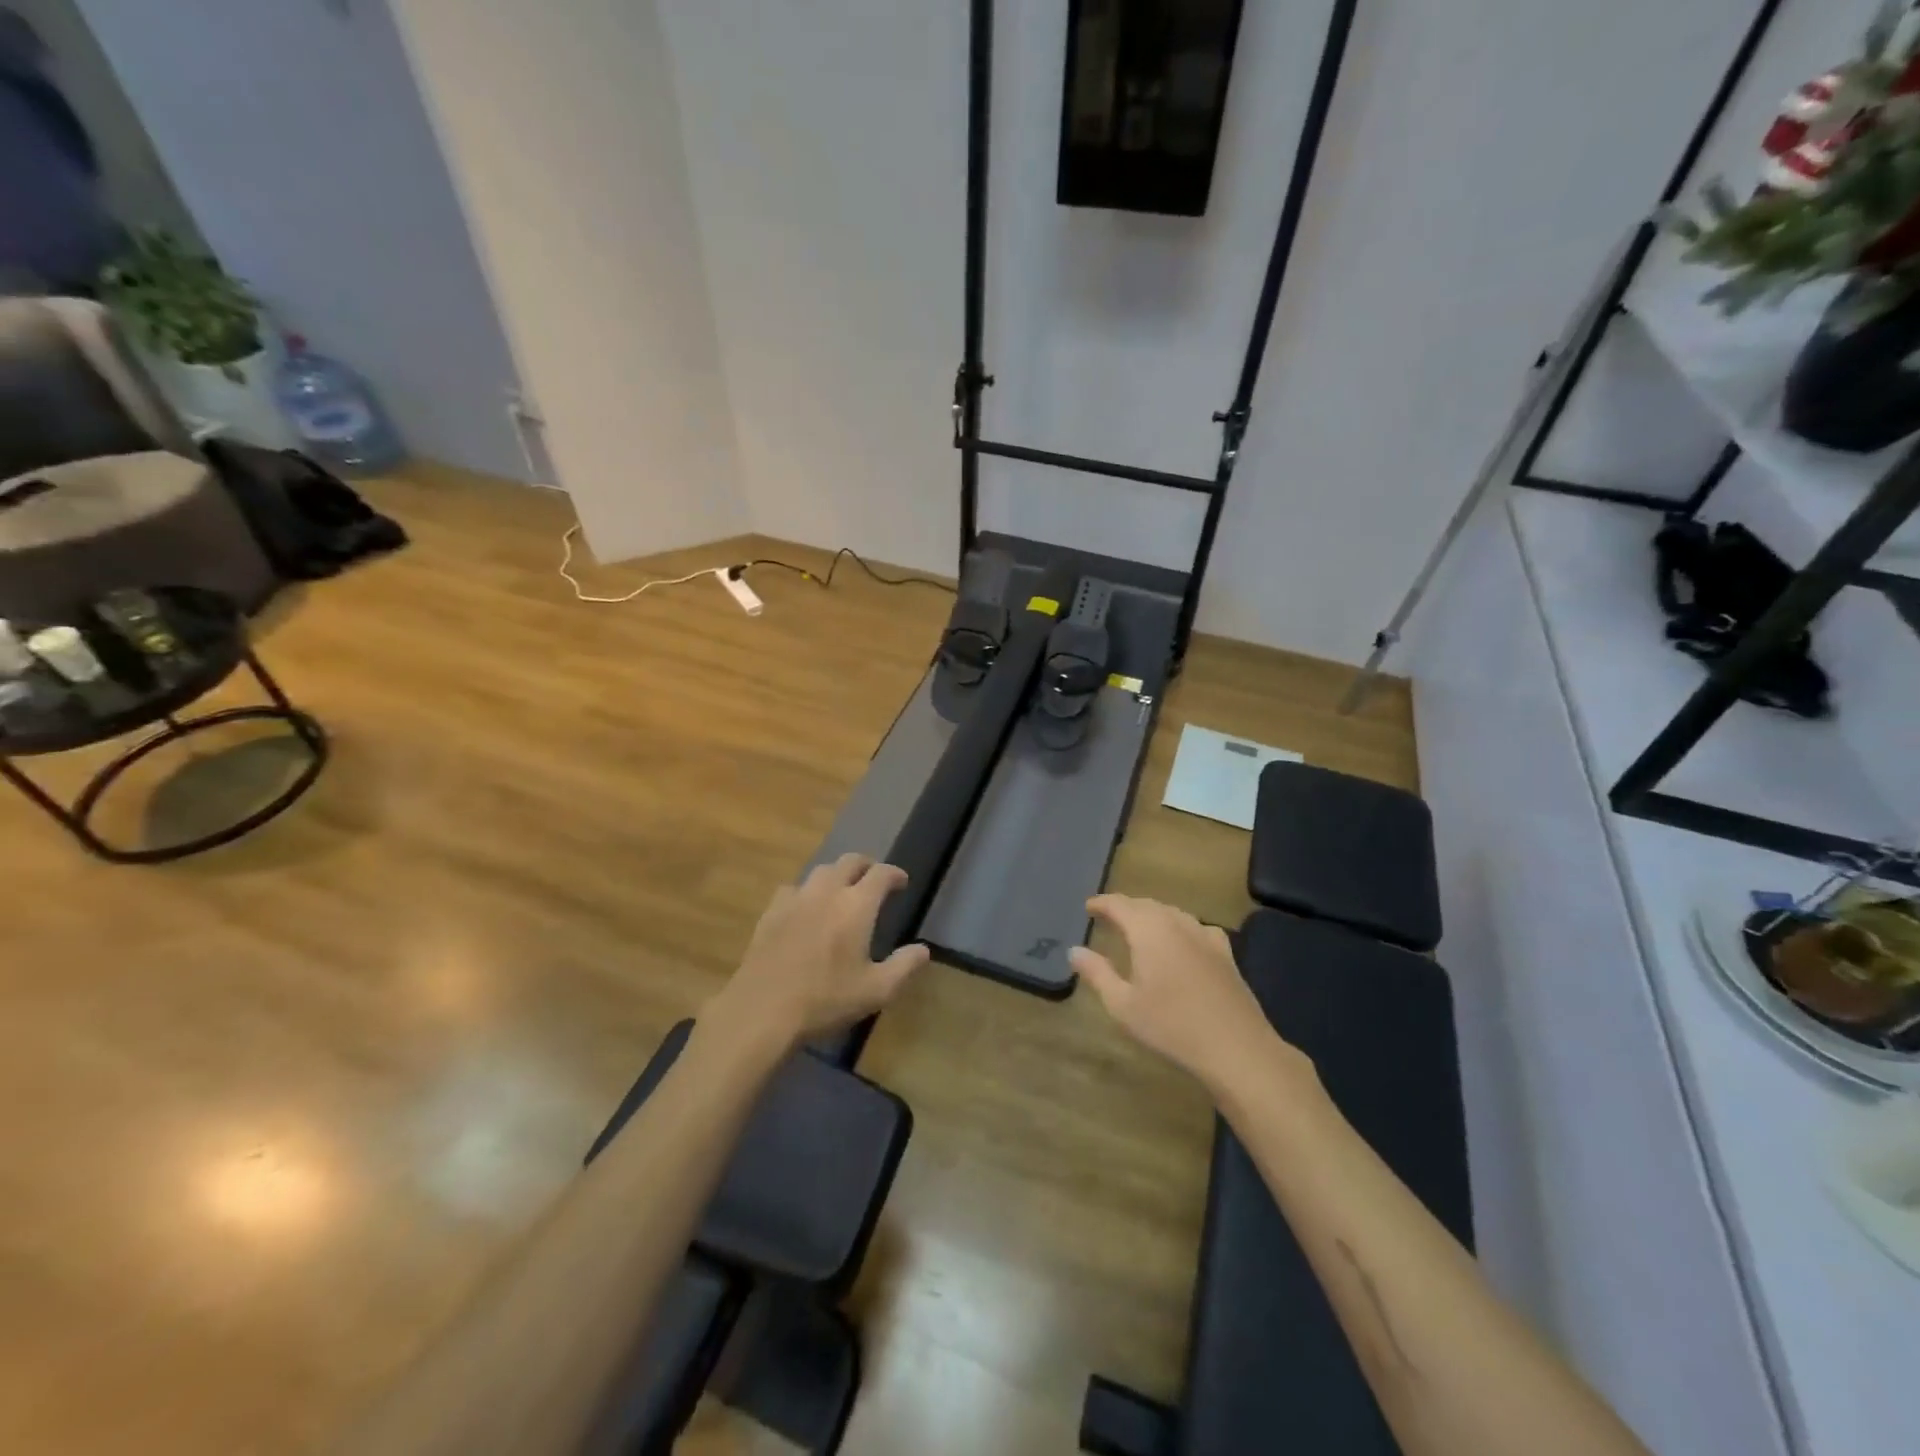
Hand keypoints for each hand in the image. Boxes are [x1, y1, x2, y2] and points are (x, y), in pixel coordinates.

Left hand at [709, 853, 929, 1049]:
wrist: (762, 1009)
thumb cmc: (825, 999)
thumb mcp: (877, 991)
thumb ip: (904, 966)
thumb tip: (923, 949)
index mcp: (857, 905)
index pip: (881, 874)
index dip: (895, 874)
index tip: (902, 882)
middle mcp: (827, 891)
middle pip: (849, 861)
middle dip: (866, 865)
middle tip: (874, 880)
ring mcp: (796, 898)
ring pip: (821, 870)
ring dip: (837, 874)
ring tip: (842, 890)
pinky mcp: (771, 911)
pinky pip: (793, 888)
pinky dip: (806, 891)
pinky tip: (805, 908)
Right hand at [1069, 894, 1310, 1097]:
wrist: (1235, 1047)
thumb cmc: (1171, 1026)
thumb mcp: (1123, 1005)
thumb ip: (1097, 973)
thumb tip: (1075, 950)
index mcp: (1148, 930)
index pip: (1120, 905)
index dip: (1102, 903)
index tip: (1088, 907)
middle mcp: (1176, 924)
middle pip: (1146, 905)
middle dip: (1125, 907)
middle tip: (1108, 916)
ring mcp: (1204, 936)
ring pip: (1172, 913)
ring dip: (1151, 915)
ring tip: (1138, 927)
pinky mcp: (1224, 953)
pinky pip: (1195, 927)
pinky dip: (1179, 927)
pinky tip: (1181, 940)